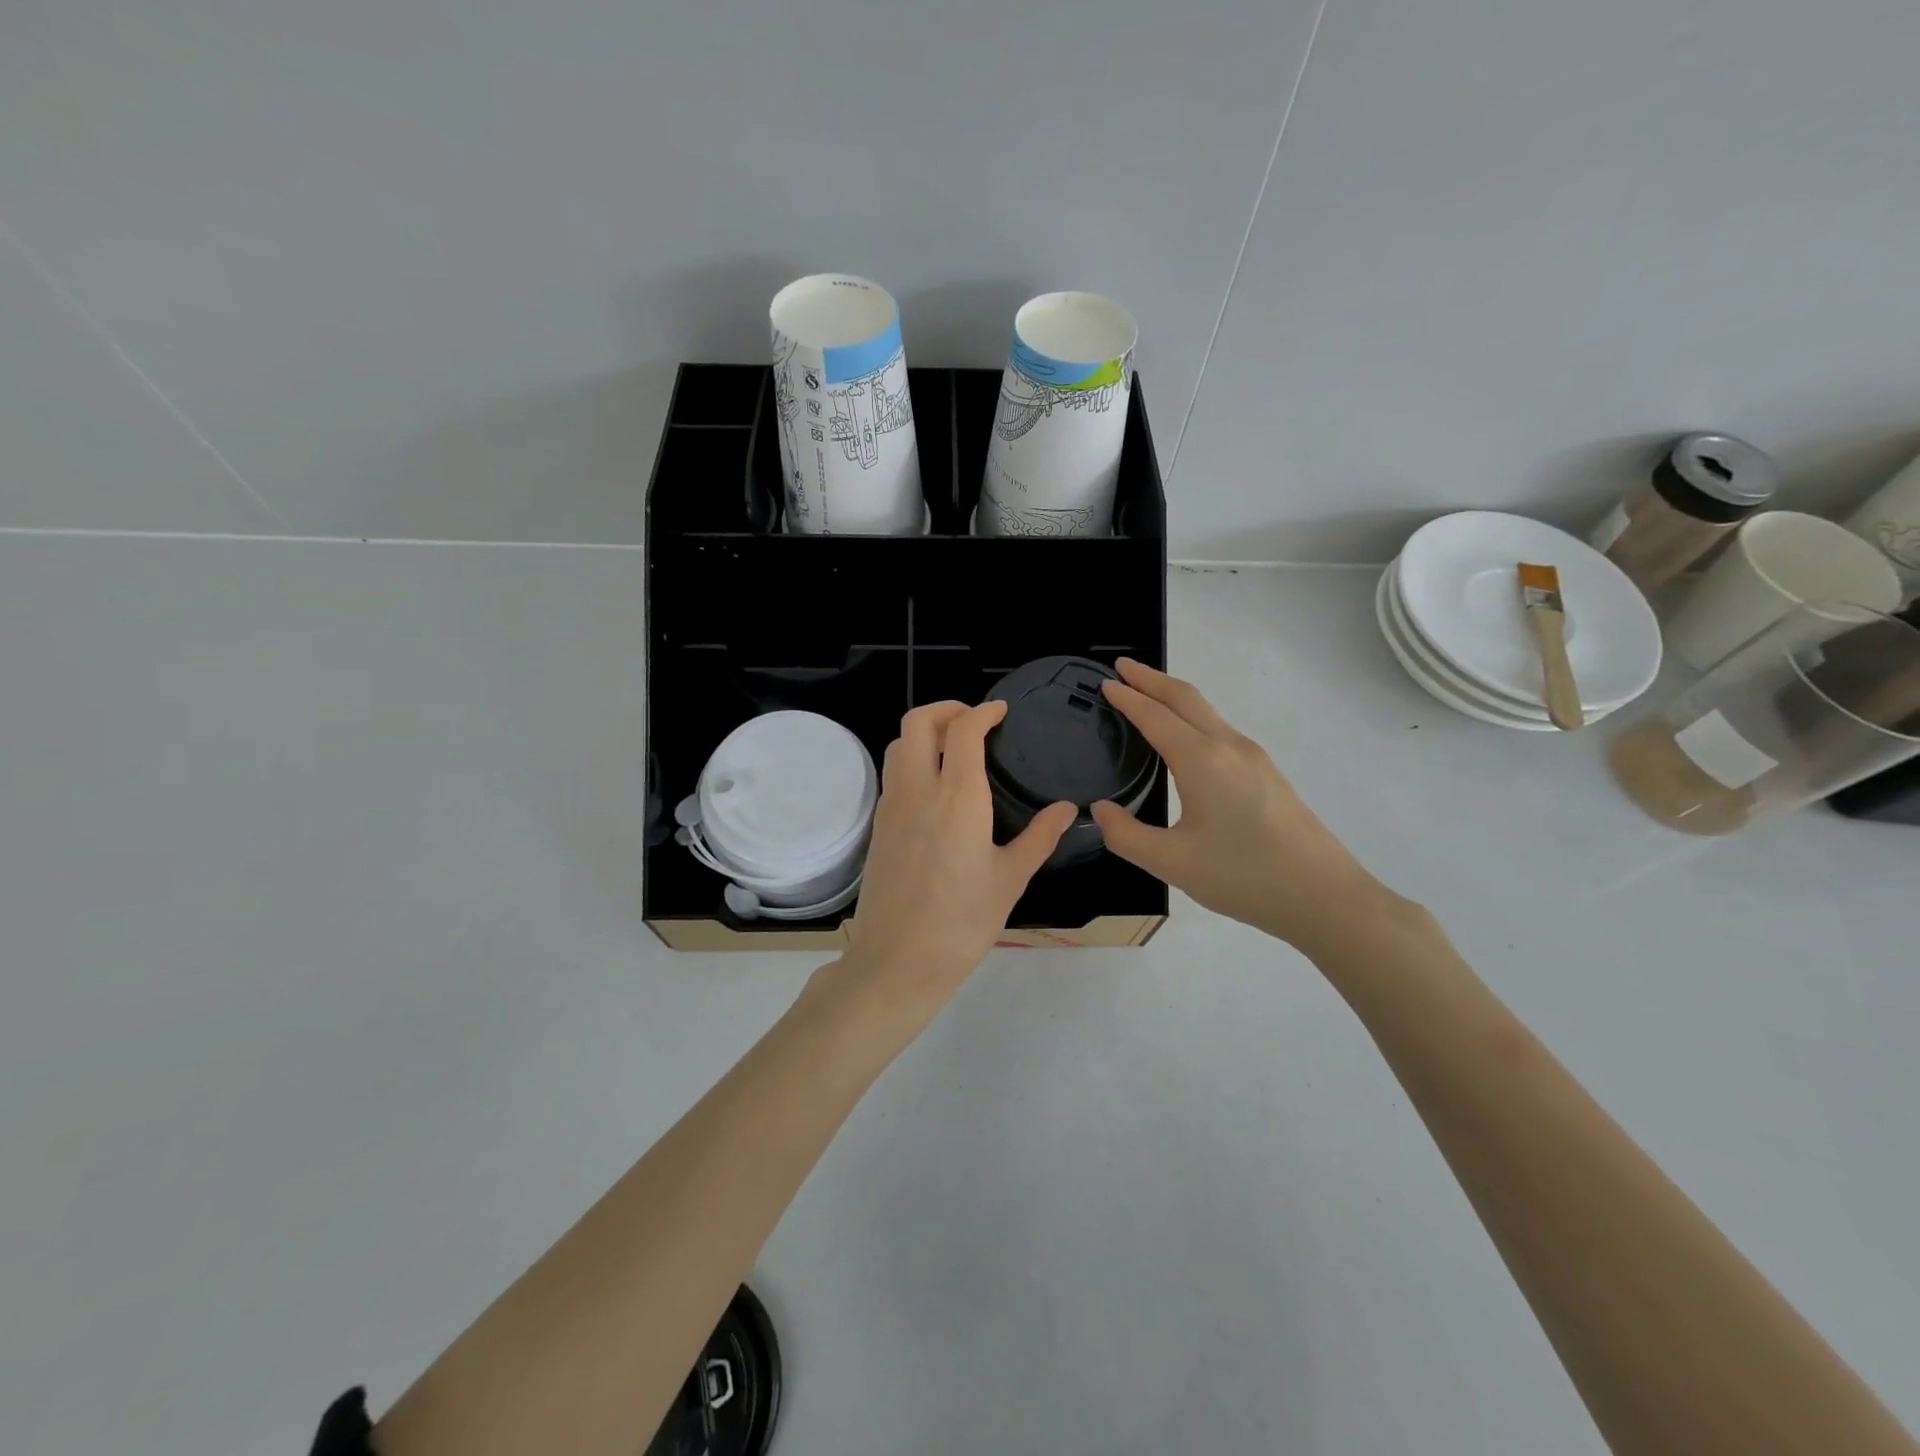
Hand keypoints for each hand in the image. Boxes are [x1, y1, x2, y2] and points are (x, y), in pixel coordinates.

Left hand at [826, 701, 1076, 1031]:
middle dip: (945, 708)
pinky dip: (911, 759)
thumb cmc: (962, 923)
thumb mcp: (1010, 880)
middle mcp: (918, 790)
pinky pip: (892, 774)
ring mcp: (891, 807)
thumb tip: (1067, 809)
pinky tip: (935, 787)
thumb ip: (1039, 837)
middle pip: (917, 721)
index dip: (982, 711)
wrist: (897, 961)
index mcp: (958, 798)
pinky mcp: (878, 826)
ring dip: (924, 732)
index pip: (963, 730)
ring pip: (898, 744)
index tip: (1000, 711)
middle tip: (973, 720)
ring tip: (953, 747)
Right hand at [1091, 660, 1389, 948]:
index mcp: (1201, 760)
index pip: (1155, 716)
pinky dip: (1193, 717)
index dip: (1128, 697)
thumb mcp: (1171, 863)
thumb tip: (1100, 809)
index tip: (1105, 682)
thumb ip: (1126, 835)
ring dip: (1174, 696)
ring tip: (1148, 697)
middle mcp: (1228, 746)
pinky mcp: (1267, 773)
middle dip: (1152, 678)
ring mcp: (1254, 757)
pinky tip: (1185, 739)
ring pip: (1207, 711)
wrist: (1323, 896)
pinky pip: (1220, 729)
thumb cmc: (1243, 876)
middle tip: (1122, 667)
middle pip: (1186, 697)